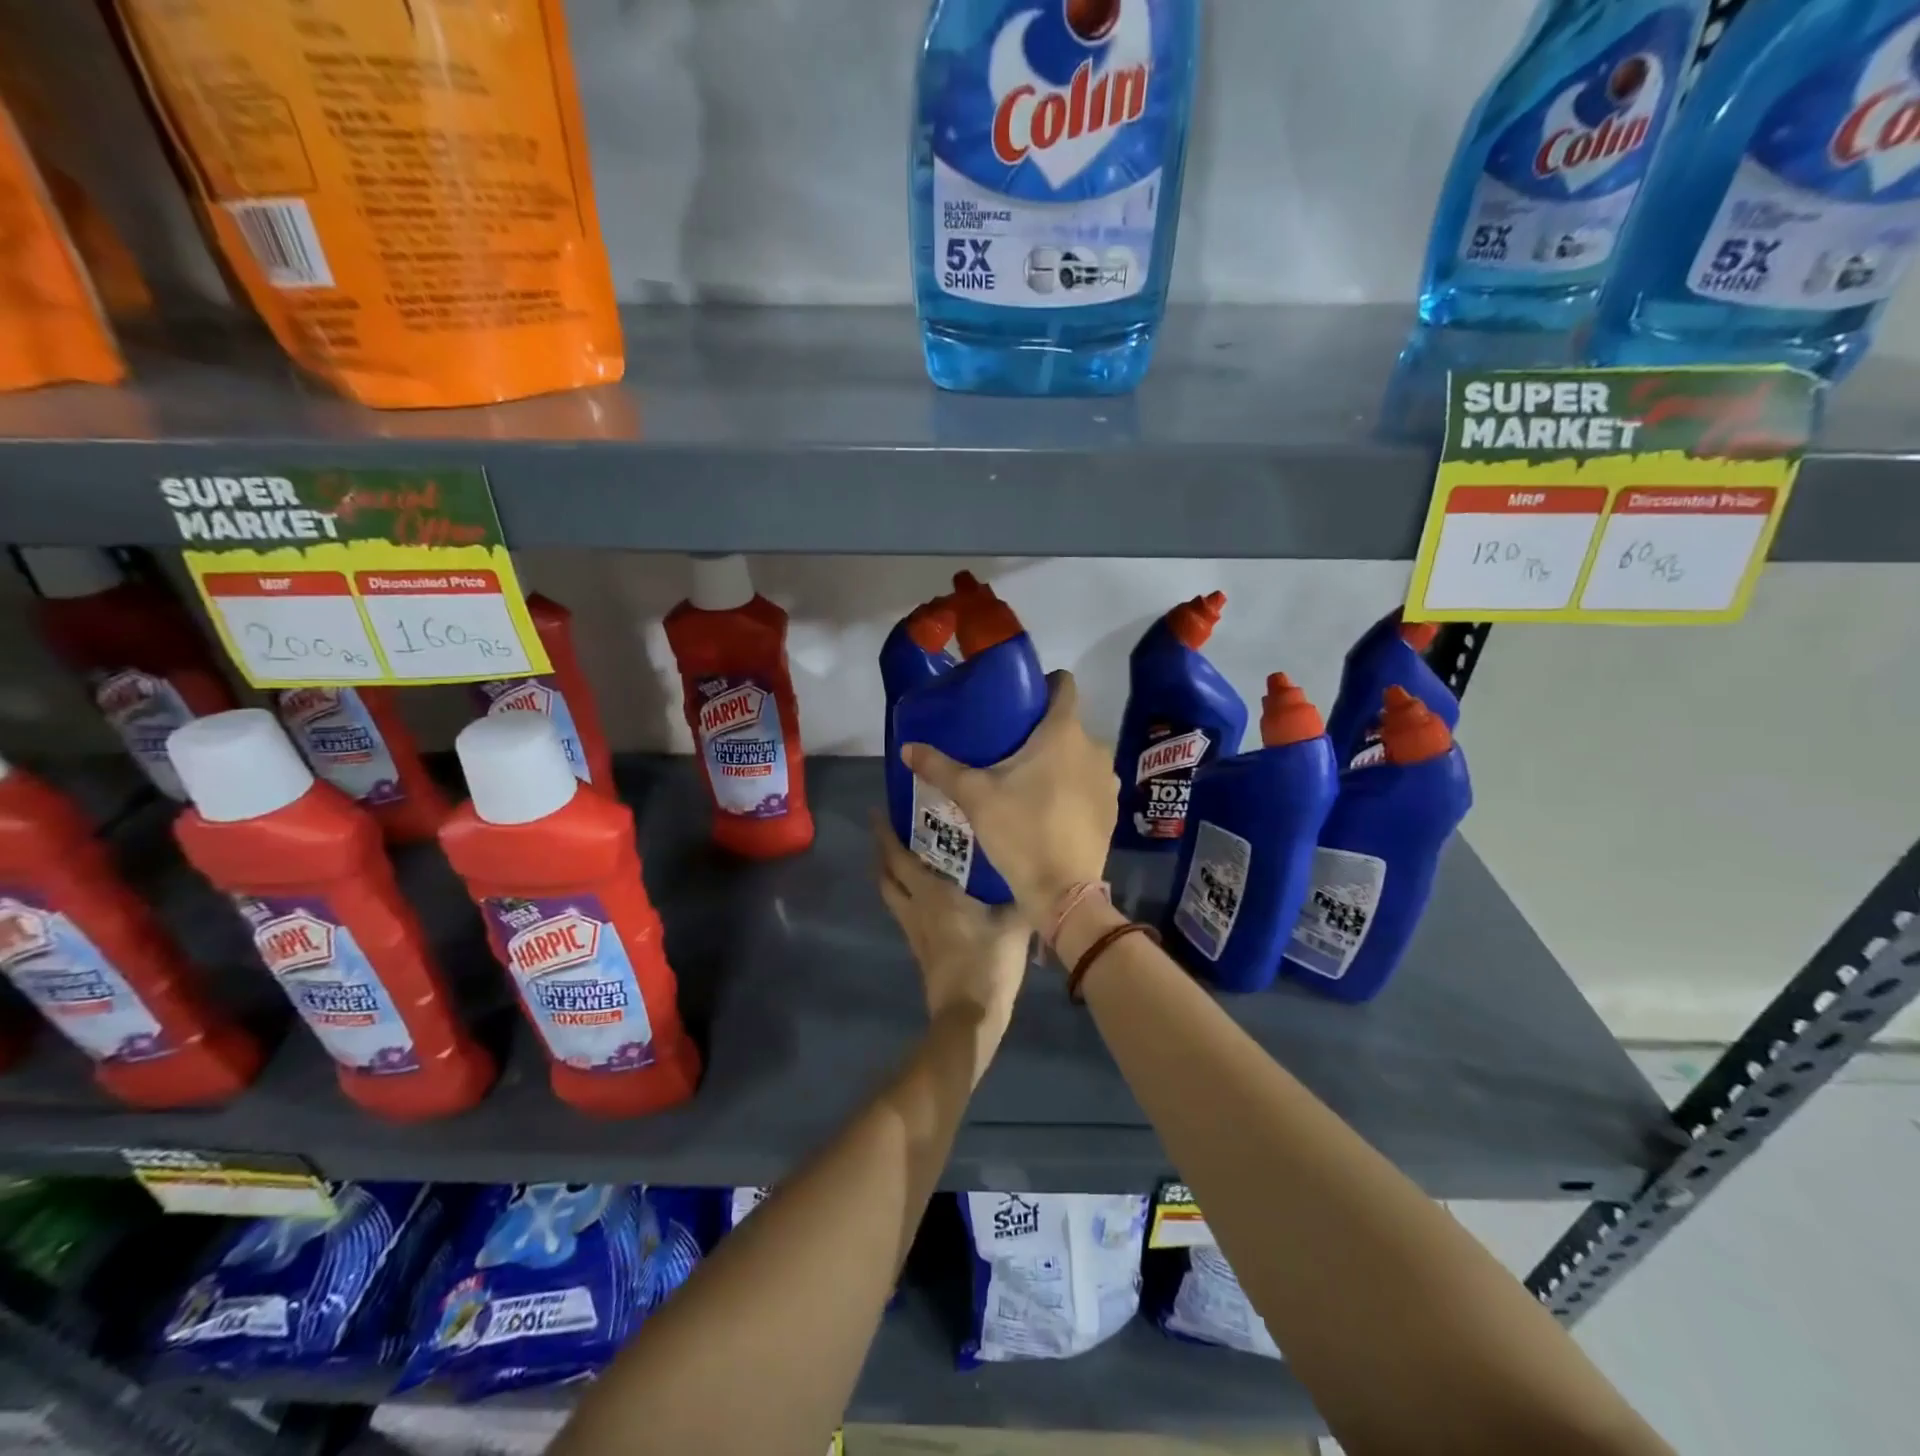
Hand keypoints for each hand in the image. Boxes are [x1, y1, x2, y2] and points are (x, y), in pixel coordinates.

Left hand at [873, 813, 1029, 1085]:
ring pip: (892, 896)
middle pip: (886, 876)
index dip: (884, 834)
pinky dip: (906, 895)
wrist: (969, 1016)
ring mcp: (915, 932)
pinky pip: (905, 912)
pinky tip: (925, 894)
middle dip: (882, 852)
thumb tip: (1037, 874)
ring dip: (890, 875)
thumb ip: (1021, 895)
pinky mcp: (921, 950)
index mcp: (931, 894)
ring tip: (902, 858)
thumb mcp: (1014, 923)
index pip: (898, 857)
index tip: (877, 812)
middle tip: (888, 831)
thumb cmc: (988, 961)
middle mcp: (915, 908)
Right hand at [900, 671, 1116, 926]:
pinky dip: (1073, 786)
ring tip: (1027, 776)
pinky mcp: (1111, 809)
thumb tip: (906, 747)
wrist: (1062, 891)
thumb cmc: (1020, 830)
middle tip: (1009, 744)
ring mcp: (1107, 780)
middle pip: (1068, 723)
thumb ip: (940, 767)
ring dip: (1059, 759)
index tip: (1019, 696)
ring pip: (1080, 755)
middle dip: (1042, 729)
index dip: (1044, 683)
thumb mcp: (974, 796)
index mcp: (1064, 732)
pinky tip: (1049, 806)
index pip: (1064, 685)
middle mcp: (1094, 748)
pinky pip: (1090, 783)